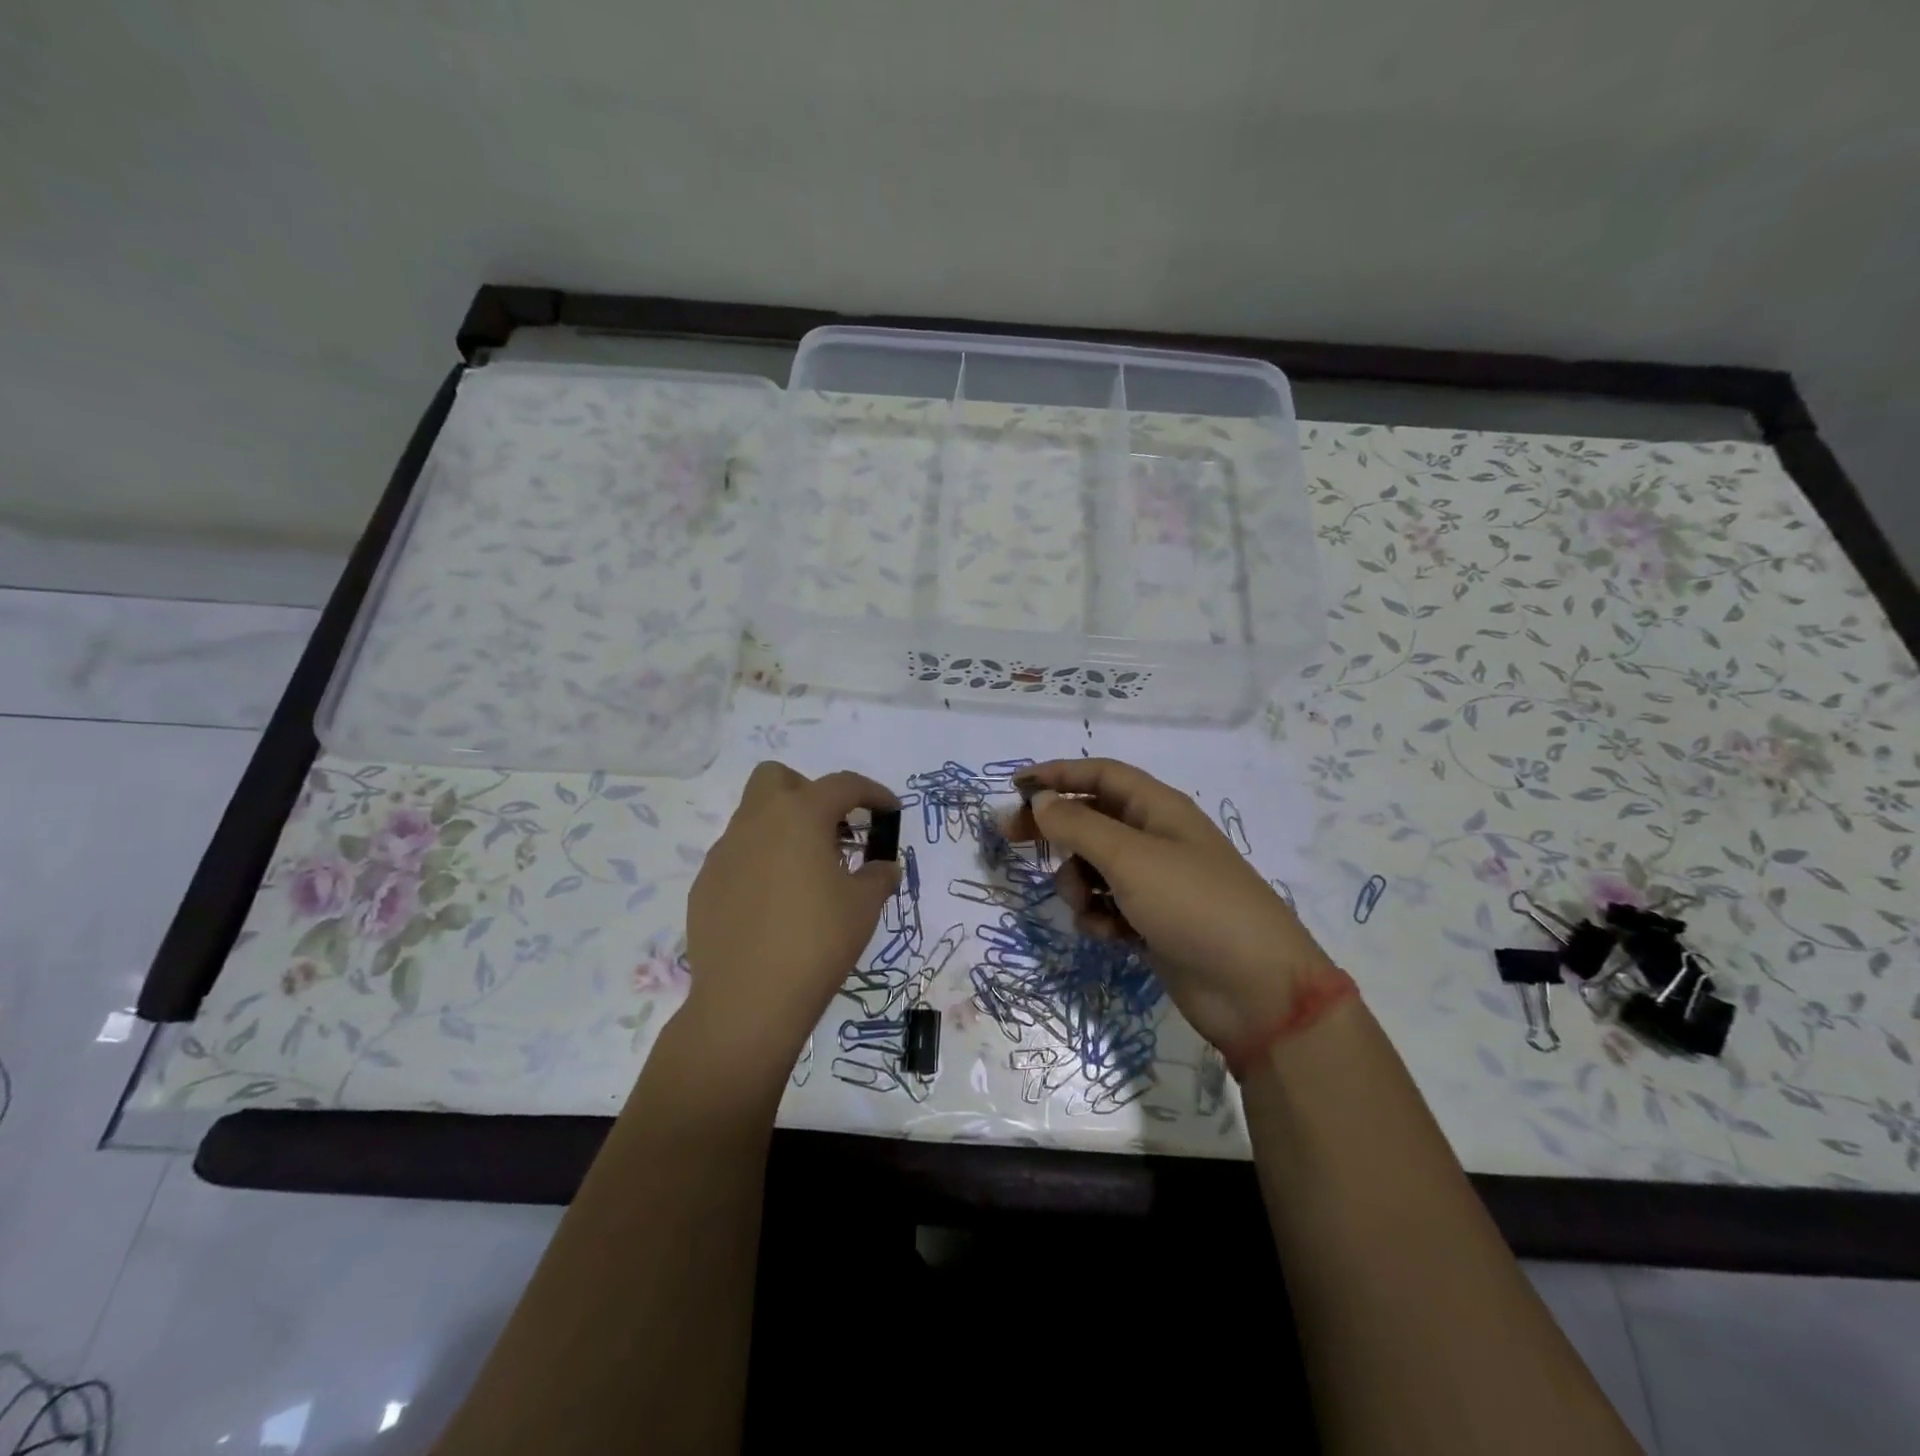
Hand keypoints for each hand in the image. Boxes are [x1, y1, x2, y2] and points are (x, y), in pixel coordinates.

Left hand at [683, 762, 900, 1074]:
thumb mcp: (864, 906)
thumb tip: (883, 866)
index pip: (842, 785)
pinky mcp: (705, 884)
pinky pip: (737, 856)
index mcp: (799, 816)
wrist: (747, 1002)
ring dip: (783, 829)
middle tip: (833, 830)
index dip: (873, 792)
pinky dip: (760, 863)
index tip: (891, 810)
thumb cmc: (817, 943)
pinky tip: (775, 903)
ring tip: (807, 872)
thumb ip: (879, 875)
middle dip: (808, 792)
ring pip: (753, 817)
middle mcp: (756, 822)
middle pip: (778, 778)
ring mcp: (724, 853)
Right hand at [1009, 758, 1337, 1054]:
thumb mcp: (1130, 858)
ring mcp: (1155, 883)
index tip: (1015, 787)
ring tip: (1086, 905)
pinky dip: (1100, 917)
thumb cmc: (1193, 905)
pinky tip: (1110, 935)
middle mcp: (1155, 838)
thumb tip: (1040, 800)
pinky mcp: (1152, 922)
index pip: (1100, 775)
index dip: (1058, 774)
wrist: (1254, 989)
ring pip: (1093, 868)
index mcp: (1158, 809)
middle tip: (1012, 840)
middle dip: (1055, 830)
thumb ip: (1078, 826)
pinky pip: (1107, 906)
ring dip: (1078, 884)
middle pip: (1091, 820)